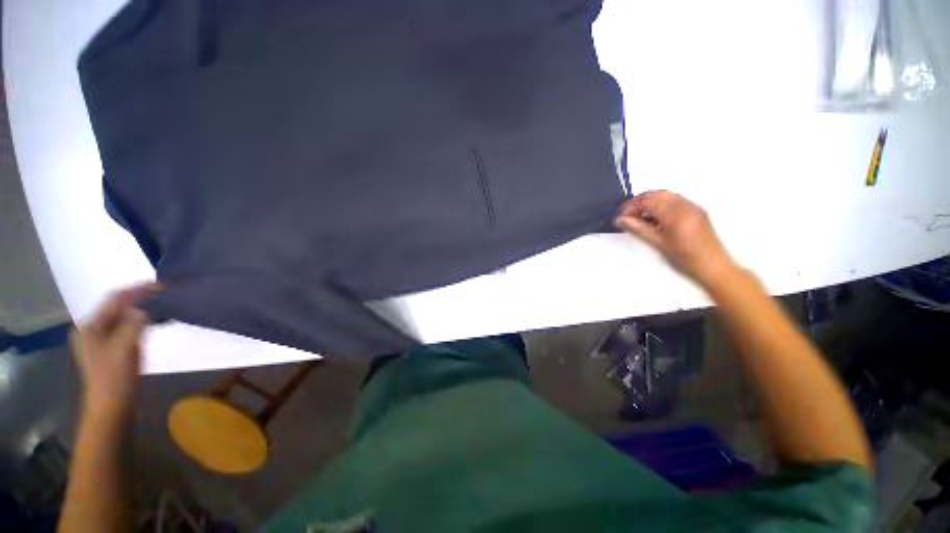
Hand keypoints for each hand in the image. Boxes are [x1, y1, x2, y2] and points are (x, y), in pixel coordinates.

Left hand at [70, 284, 159, 416]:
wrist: (112, 407)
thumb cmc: (114, 377)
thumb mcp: (124, 347)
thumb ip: (133, 323)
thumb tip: (143, 307)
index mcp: (90, 326)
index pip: (114, 299)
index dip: (136, 290)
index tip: (161, 286)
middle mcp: (92, 329)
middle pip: (117, 307)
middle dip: (140, 299)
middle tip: (164, 295)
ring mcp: (101, 340)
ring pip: (123, 317)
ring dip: (142, 310)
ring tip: (163, 306)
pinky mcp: (111, 349)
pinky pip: (126, 327)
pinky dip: (141, 321)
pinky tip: (154, 322)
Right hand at [615, 191, 736, 286]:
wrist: (713, 267)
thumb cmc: (687, 260)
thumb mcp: (658, 244)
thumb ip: (639, 229)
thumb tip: (622, 220)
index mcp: (676, 214)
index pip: (647, 202)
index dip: (631, 207)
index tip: (621, 216)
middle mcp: (686, 206)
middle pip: (656, 195)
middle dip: (639, 202)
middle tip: (627, 214)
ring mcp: (693, 207)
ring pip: (666, 196)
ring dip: (650, 202)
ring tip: (639, 217)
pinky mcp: (696, 211)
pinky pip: (675, 201)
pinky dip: (661, 205)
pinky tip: (654, 218)